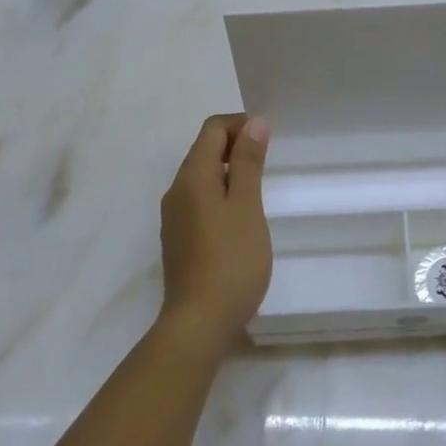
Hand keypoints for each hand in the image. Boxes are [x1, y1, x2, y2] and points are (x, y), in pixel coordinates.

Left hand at [157, 113, 272, 355]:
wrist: (199, 322)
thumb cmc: (231, 260)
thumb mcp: (247, 206)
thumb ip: (249, 163)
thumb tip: (254, 123)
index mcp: (191, 177)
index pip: (212, 129)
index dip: (241, 124)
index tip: (270, 137)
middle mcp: (176, 191)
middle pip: (204, 151)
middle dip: (236, 145)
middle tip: (271, 159)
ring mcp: (175, 217)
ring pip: (202, 178)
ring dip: (230, 170)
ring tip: (261, 186)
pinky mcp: (180, 239)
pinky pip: (200, 201)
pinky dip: (222, 194)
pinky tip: (242, 217)